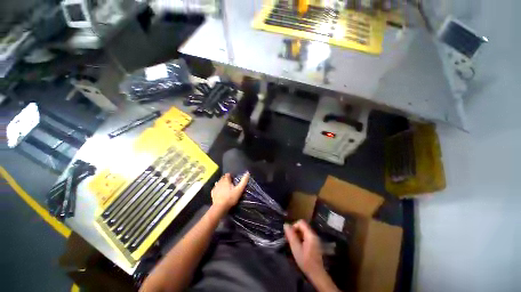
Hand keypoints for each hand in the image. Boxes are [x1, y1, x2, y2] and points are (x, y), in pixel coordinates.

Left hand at [211, 172, 249, 212]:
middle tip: (231, 184)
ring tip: (226, 188)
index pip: (228, 174)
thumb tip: (247, 173)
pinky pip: (216, 188)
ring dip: (222, 184)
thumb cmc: (230, 198)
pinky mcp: (213, 193)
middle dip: (227, 179)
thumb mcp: (239, 189)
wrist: (220, 208)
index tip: (234, 179)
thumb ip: (243, 181)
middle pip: (223, 178)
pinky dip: (218, 189)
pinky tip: (221, 192)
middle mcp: (219, 182)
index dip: (231, 176)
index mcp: (226, 180)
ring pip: (219, 182)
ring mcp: (215, 187)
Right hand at [284, 220, 324, 275]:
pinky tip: (298, 246)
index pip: (301, 222)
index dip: (293, 226)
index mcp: (310, 234)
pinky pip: (306, 236)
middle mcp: (314, 234)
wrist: (317, 275)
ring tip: (293, 243)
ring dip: (297, 234)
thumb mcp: (296, 249)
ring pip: (304, 231)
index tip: (289, 235)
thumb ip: (291, 236)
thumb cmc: (306, 262)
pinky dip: (301, 238)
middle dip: (295, 230)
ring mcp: (315, 239)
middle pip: (302, 226)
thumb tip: (285, 224)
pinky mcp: (315, 243)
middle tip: (289, 239)